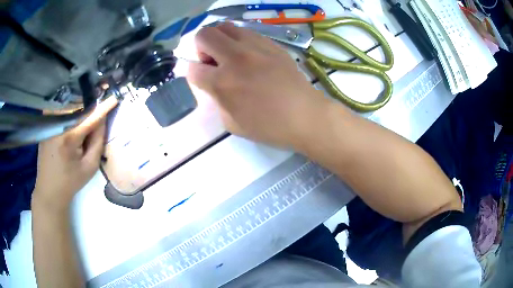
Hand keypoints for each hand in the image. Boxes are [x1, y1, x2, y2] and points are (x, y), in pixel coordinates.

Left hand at [32, 96, 117, 211]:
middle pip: (79, 108)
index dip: (103, 108)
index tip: (114, 97)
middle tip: (98, 104)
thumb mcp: (90, 167)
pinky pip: (60, 110)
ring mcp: (49, 123)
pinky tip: (72, 115)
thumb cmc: (71, 181)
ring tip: (84, 113)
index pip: (90, 117)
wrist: (49, 190)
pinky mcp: (45, 124)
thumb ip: (97, 141)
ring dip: (79, 105)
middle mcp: (58, 125)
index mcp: (69, 137)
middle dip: (90, 106)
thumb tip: (102, 119)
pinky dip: (68, 109)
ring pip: (68, 106)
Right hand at [187, 23, 329, 147]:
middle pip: (204, 35)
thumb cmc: (269, 127)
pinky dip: (239, 40)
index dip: (193, 74)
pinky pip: (246, 31)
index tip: (203, 79)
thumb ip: (215, 100)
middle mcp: (235, 58)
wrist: (305, 116)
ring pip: (225, 26)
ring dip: (220, 39)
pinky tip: (249, 55)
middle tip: (213, 61)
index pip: (192, 68)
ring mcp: (255, 46)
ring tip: (230, 55)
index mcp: (223, 83)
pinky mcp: (271, 43)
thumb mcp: (231, 124)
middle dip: (201, 48)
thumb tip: (212, 84)